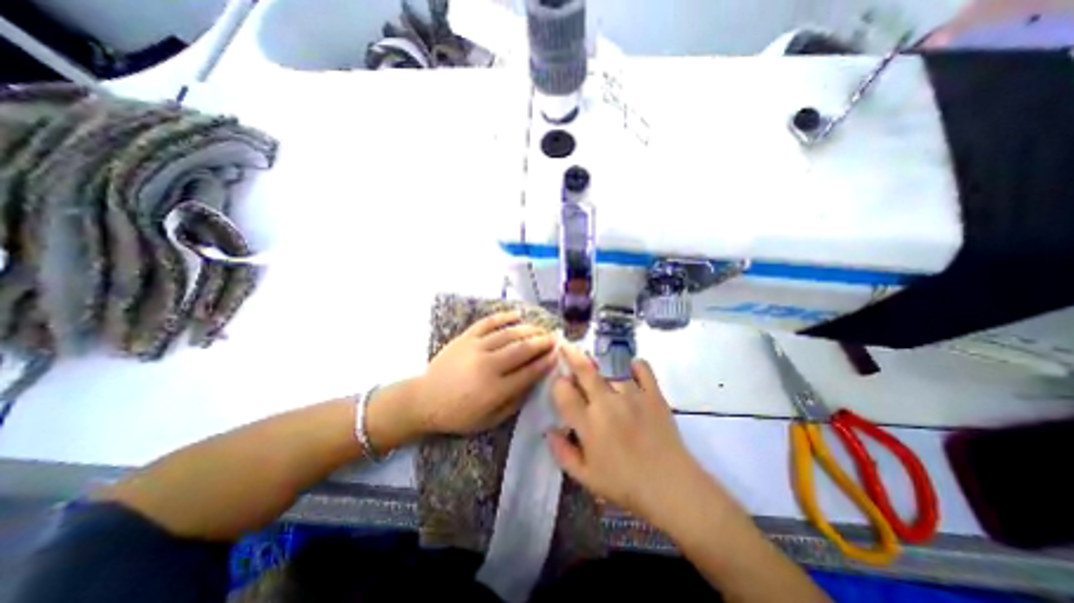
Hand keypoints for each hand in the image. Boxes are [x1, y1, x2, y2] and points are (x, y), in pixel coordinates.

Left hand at [416, 313, 556, 434]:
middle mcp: (488, 365)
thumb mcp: (490, 419)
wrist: (424, 400)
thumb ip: (515, 401)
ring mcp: (475, 348)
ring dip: (529, 330)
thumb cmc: (459, 414)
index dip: (546, 362)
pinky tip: (517, 315)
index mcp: (495, 389)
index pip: (529, 372)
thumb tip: (534, 381)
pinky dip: (504, 316)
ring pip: (509, 333)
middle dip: (543, 342)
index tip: (558, 354)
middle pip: (522, 349)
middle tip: (555, 339)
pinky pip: (488, 322)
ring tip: (541, 329)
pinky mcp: (465, 337)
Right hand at [546, 343, 705, 522]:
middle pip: (584, 370)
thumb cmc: (625, 485)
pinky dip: (636, 366)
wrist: (672, 487)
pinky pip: (642, 369)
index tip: (561, 386)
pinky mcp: (653, 394)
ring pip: (611, 373)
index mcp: (588, 422)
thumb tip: (548, 431)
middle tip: (566, 345)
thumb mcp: (586, 477)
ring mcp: (631, 394)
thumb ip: (563, 453)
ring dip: (604, 376)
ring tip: (608, 386)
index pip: (563, 391)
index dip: (558, 384)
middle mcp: (606, 402)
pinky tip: (633, 369)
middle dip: (571, 355)